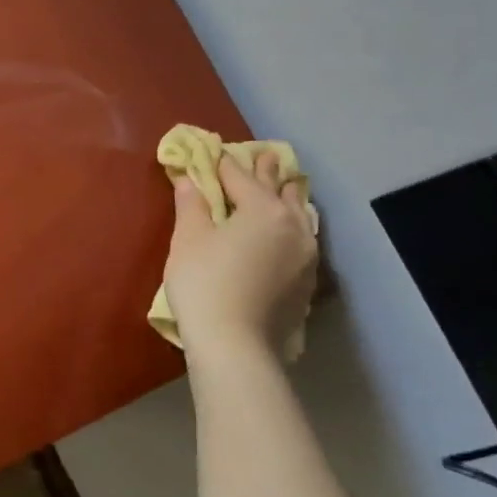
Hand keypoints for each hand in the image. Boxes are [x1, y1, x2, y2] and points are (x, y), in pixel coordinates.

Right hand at [164, 150, 317, 355]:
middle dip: (267, 173)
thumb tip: (189, 179)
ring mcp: (306, 255)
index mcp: (263, 209)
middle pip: (278, 191)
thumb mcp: (189, 239)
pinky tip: (288, 232)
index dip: (225, 164)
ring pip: (299, 215)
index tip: (217, 152)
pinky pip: (302, 240)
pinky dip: (292, 227)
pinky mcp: (307, 281)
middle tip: (267, 155)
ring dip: (287, 199)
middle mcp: (293, 226)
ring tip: (285, 188)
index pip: (241, 178)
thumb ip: (191, 205)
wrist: (235, 344)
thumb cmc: (205, 283)